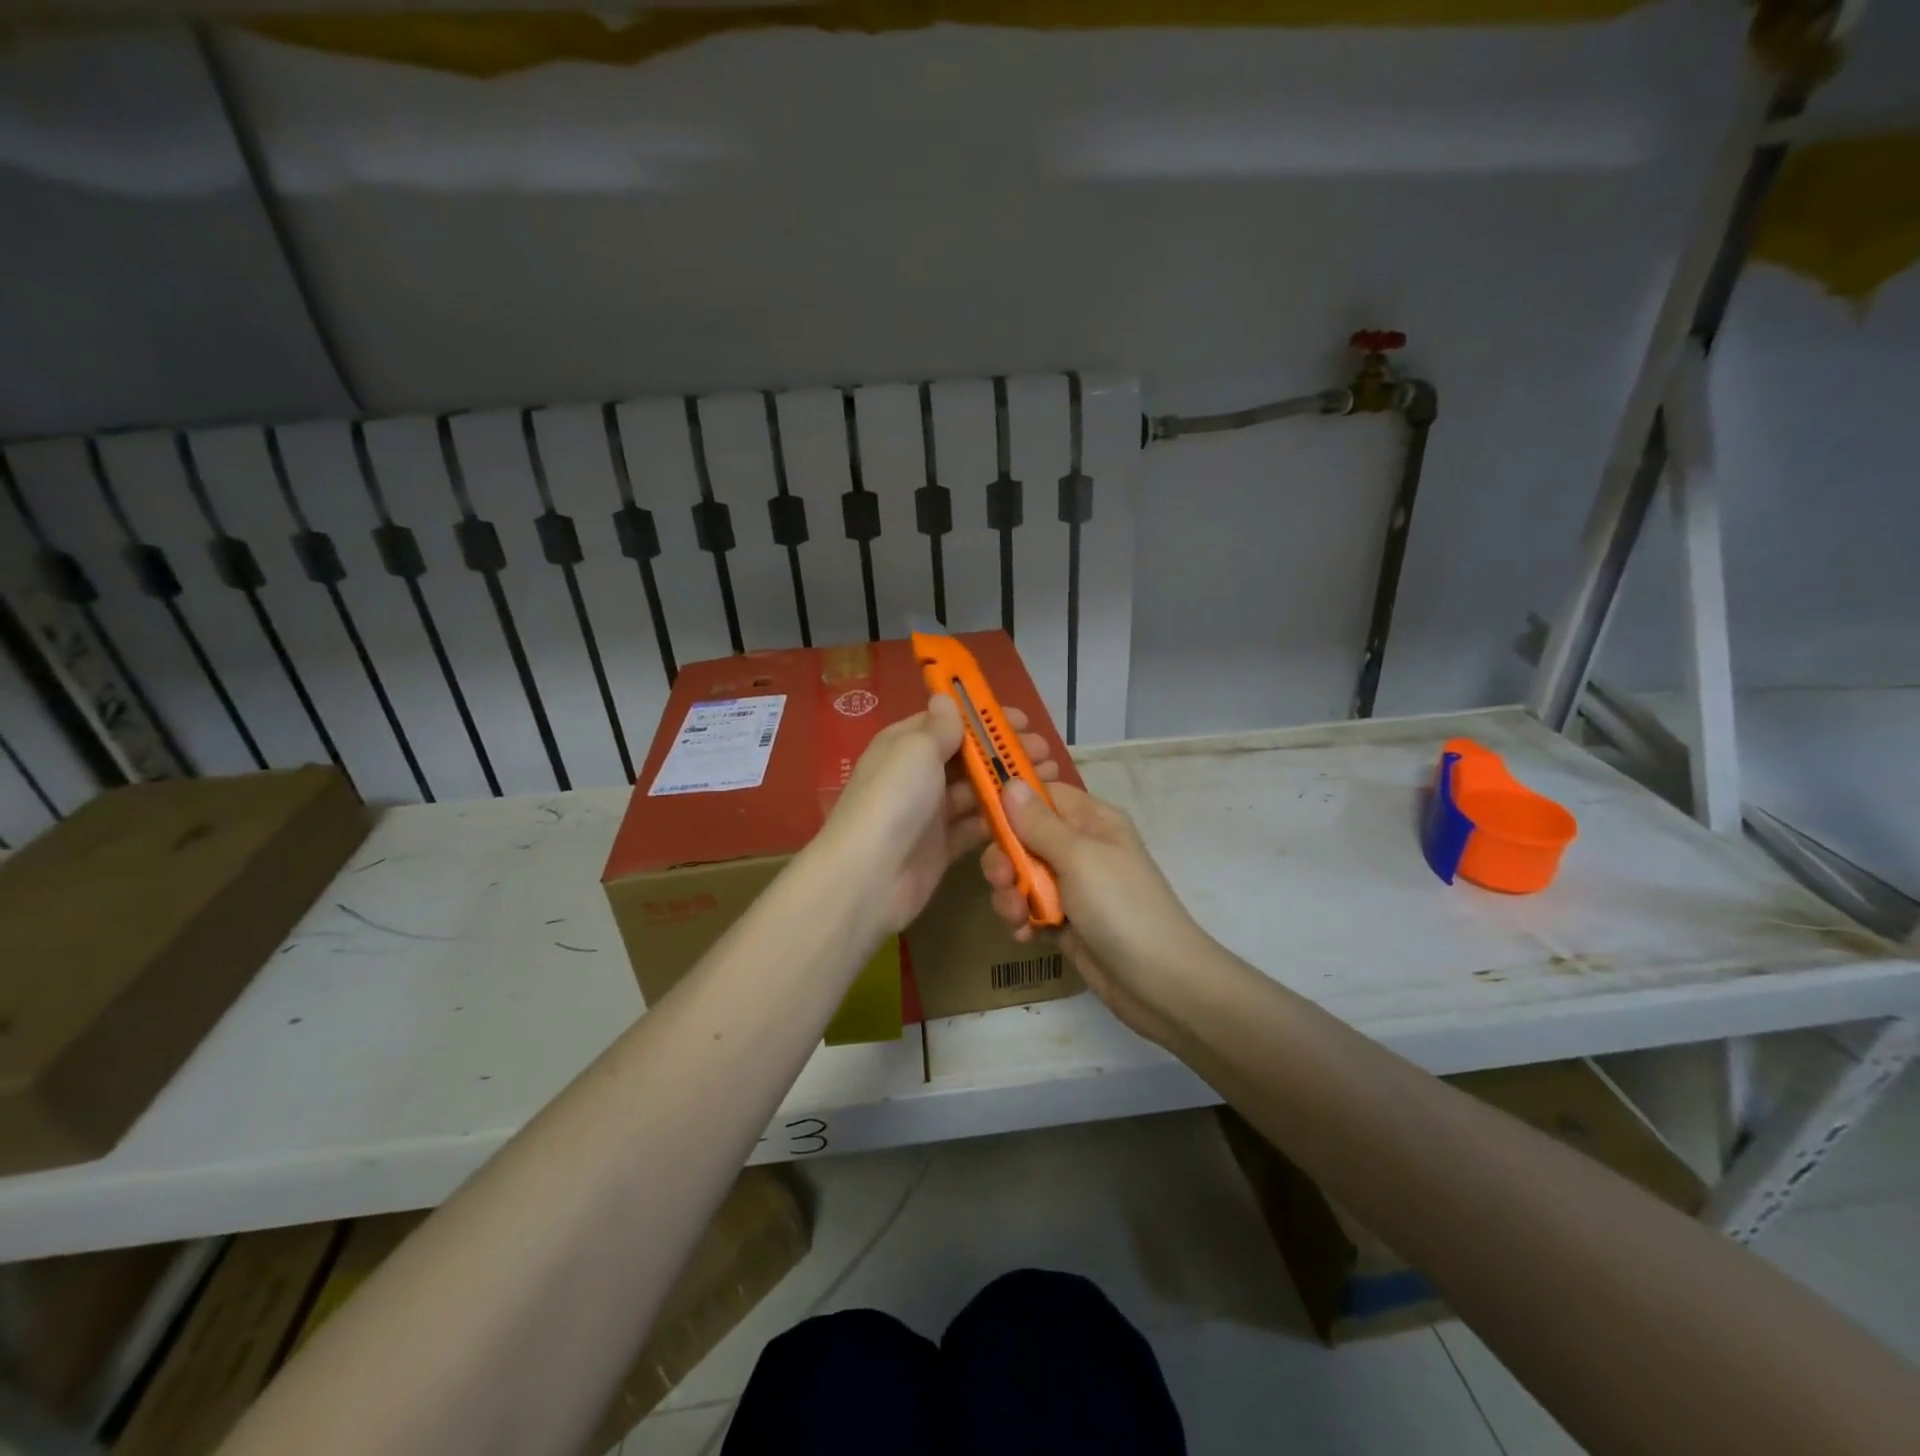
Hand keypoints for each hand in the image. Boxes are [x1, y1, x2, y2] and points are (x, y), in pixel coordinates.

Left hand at [823, 696, 1058, 936]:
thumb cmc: (895, 799)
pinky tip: (1030, 814)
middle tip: (1044, 753)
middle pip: (967, 758)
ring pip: (976, 792)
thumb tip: (945, 698)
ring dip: (1009, 785)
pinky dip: (1000, 820)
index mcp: (905, 745)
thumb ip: (940, 727)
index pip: (948, 723)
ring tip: (1049, 780)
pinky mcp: (942, 847)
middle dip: (1005, 753)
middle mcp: (917, 775)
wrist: (870, 876)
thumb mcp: (916, 749)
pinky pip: (976, 827)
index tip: (1023, 721)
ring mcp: (930, 813)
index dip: (985, 719)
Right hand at [981, 782, 1209, 1045]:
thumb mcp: (1079, 857)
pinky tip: (1026, 935)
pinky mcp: (1065, 922)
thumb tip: (1009, 782)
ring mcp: (1072, 887)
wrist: (1160, 983)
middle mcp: (1080, 848)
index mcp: (1091, 821)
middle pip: (1023, 837)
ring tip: (1018, 916)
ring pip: (1021, 876)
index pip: (1042, 795)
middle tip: (1003, 879)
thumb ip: (1039, 823)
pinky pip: (1028, 909)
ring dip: (1010, 894)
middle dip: (1005, 858)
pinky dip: (1021, 920)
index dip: (1011, 802)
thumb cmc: (1122, 907)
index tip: (983, 818)